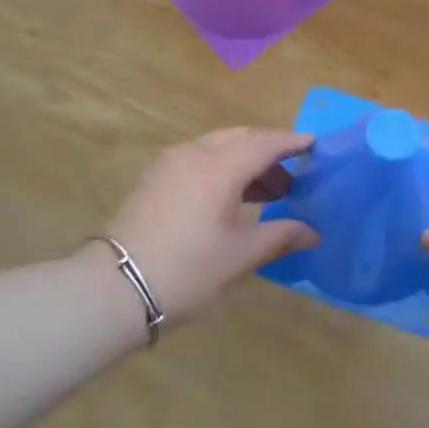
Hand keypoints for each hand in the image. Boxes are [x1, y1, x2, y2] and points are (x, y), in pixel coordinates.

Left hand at [104, 129, 318, 321]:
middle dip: (268, 151)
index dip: (291, 142)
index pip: (265, 143)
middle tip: (292, 175)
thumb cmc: (188, 268)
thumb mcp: (240, 255)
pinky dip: (221, 168)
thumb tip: (312, 232)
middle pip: (240, 138)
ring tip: (266, 193)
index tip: (314, 144)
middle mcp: (194, 153)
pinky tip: (230, 199)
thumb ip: (280, 236)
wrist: (115, 289)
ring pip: (217, 147)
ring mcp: (169, 164)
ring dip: (244, 161)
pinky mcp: (153, 179)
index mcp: (220, 166)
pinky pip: (197, 159)